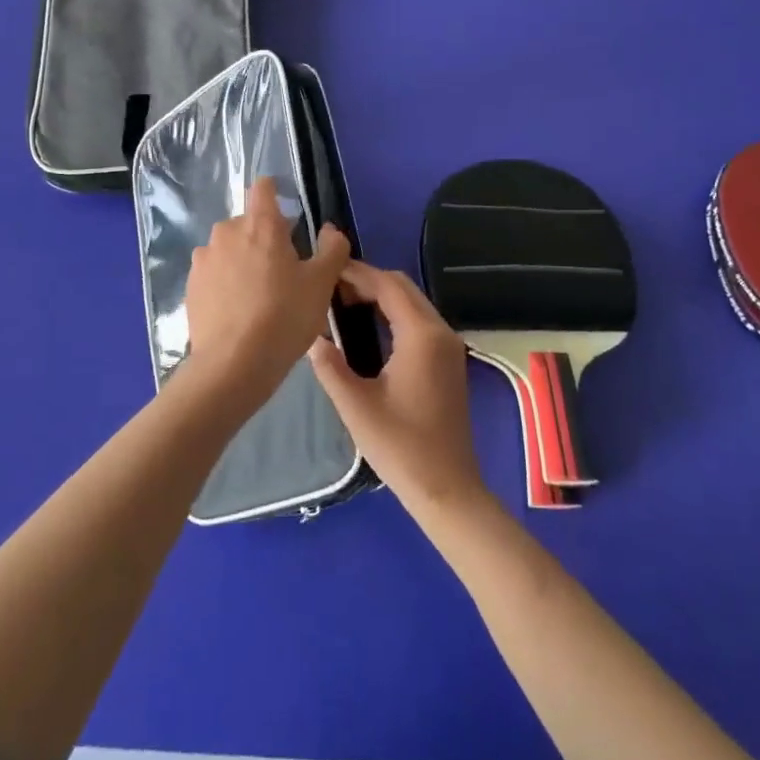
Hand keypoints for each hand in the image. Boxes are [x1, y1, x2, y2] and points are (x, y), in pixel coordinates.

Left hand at [185, 177, 350, 395]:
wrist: (234, 364)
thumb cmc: (284, 317)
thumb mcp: (321, 284)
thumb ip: (332, 250)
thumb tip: (330, 230)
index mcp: (259, 224)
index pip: (263, 188)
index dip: (276, 195)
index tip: (289, 218)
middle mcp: (226, 232)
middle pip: (248, 223)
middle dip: (265, 238)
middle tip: (284, 272)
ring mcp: (204, 259)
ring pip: (229, 249)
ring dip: (243, 261)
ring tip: (259, 295)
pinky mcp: (191, 285)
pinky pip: (214, 274)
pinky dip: (226, 283)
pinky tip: (239, 311)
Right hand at [308, 262, 489, 517]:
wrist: (447, 488)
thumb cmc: (400, 447)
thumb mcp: (355, 406)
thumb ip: (330, 366)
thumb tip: (310, 337)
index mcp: (421, 336)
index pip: (387, 285)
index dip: (356, 273)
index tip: (325, 271)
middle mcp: (441, 332)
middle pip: (403, 287)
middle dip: (368, 280)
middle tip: (330, 289)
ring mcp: (449, 346)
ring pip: (413, 302)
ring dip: (382, 296)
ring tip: (342, 304)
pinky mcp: (448, 361)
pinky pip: (419, 321)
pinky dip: (394, 313)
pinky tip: (367, 328)